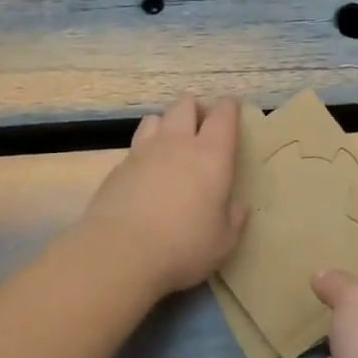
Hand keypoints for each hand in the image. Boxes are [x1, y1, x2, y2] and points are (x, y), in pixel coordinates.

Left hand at [80, 95, 246, 297]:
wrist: (120, 252)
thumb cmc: (183, 245)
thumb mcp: (223, 241)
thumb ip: (234, 219)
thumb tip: (238, 206)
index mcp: (211, 155)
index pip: (223, 114)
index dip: (229, 108)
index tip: (232, 112)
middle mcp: (177, 143)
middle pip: (185, 105)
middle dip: (196, 110)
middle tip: (202, 129)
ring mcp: (144, 151)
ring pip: (156, 118)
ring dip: (167, 124)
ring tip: (171, 145)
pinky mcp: (118, 166)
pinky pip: (136, 145)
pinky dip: (145, 150)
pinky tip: (146, 173)